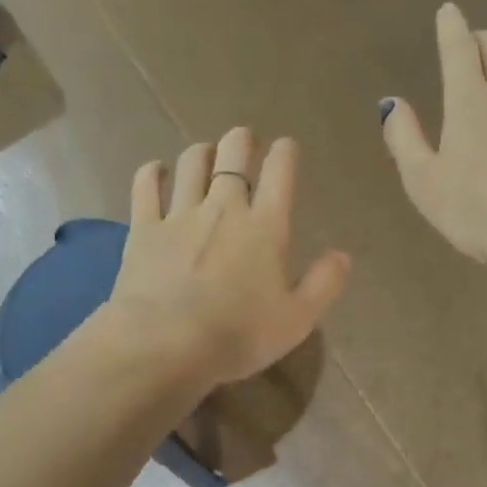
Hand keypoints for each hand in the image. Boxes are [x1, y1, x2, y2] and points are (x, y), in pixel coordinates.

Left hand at [106, 127, 352, 390]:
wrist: (165, 345)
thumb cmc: (238, 335)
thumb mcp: (297, 319)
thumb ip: (324, 284)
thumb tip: (342, 255)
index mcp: (266, 226)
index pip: (280, 171)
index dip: (285, 152)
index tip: (285, 148)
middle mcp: (224, 207)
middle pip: (232, 152)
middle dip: (241, 141)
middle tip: (244, 144)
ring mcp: (180, 214)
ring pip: (191, 162)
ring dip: (202, 152)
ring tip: (206, 155)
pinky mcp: (144, 228)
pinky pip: (146, 186)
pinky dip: (152, 172)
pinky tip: (156, 171)